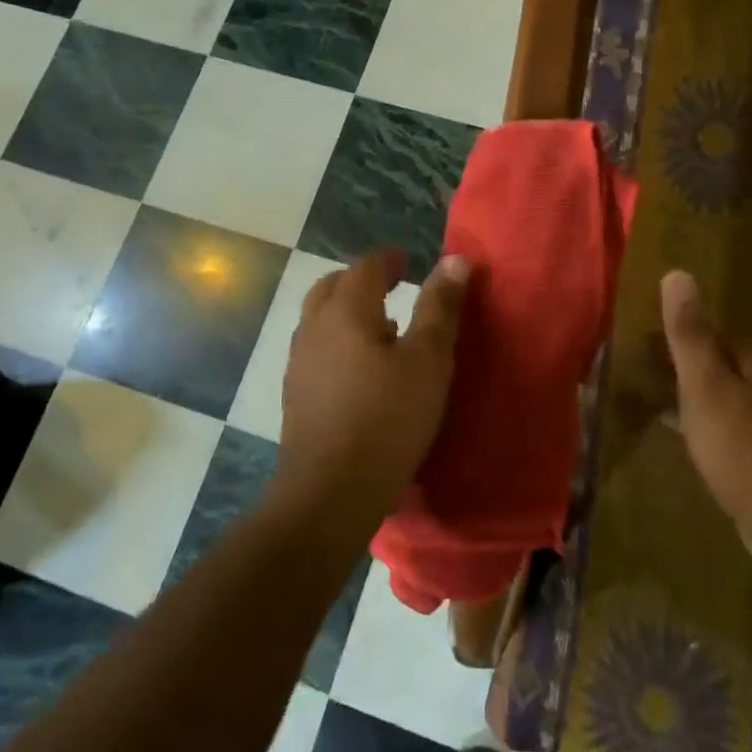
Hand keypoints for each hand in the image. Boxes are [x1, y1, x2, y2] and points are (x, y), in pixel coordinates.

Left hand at [276, 248, 470, 524]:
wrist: (330, 492)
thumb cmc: (387, 418)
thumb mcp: (427, 360)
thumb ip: (440, 308)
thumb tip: (455, 260)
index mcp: (346, 311)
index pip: (365, 267)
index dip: (388, 259)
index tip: (408, 259)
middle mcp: (315, 328)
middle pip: (333, 287)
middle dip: (362, 279)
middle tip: (391, 283)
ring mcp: (299, 362)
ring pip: (321, 318)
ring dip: (348, 310)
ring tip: (384, 325)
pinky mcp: (296, 395)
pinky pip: (318, 348)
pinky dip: (340, 340)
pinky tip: (363, 369)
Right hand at [660, 269, 751, 563]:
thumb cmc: (741, 443)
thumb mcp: (705, 383)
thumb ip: (690, 333)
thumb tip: (677, 272)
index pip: (722, 334)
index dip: (691, 330)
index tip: (657, 333)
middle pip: (725, 364)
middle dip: (695, 361)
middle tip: (653, 362)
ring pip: (726, 397)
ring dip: (699, 393)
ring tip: (662, 395)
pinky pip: (725, 430)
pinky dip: (704, 426)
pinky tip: (688, 437)